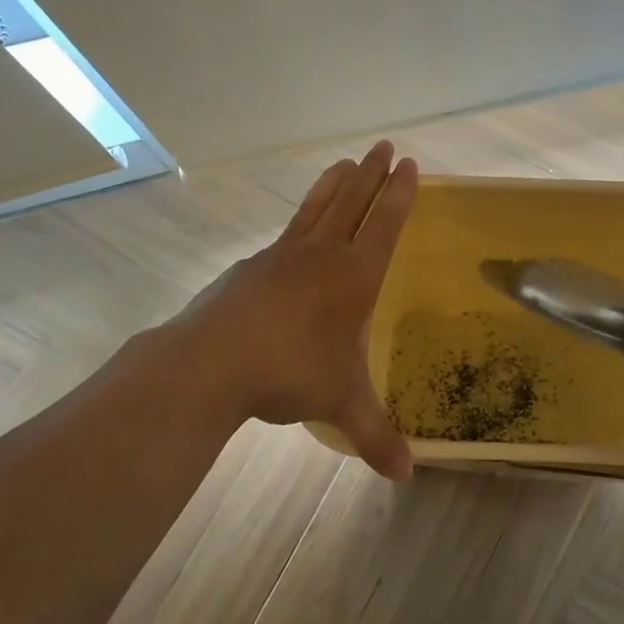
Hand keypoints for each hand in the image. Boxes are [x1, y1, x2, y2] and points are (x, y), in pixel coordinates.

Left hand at [155, 141, 418, 479]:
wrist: (212, 362)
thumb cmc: (291, 372)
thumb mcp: (341, 404)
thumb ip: (375, 436)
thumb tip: (406, 476)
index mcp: (354, 276)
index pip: (385, 224)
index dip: (400, 195)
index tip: (411, 165)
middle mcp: (322, 255)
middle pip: (353, 202)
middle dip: (372, 174)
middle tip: (385, 147)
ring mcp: (283, 255)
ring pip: (317, 207)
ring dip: (335, 183)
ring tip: (346, 162)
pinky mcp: (252, 266)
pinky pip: (286, 232)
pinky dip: (300, 219)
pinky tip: (297, 228)